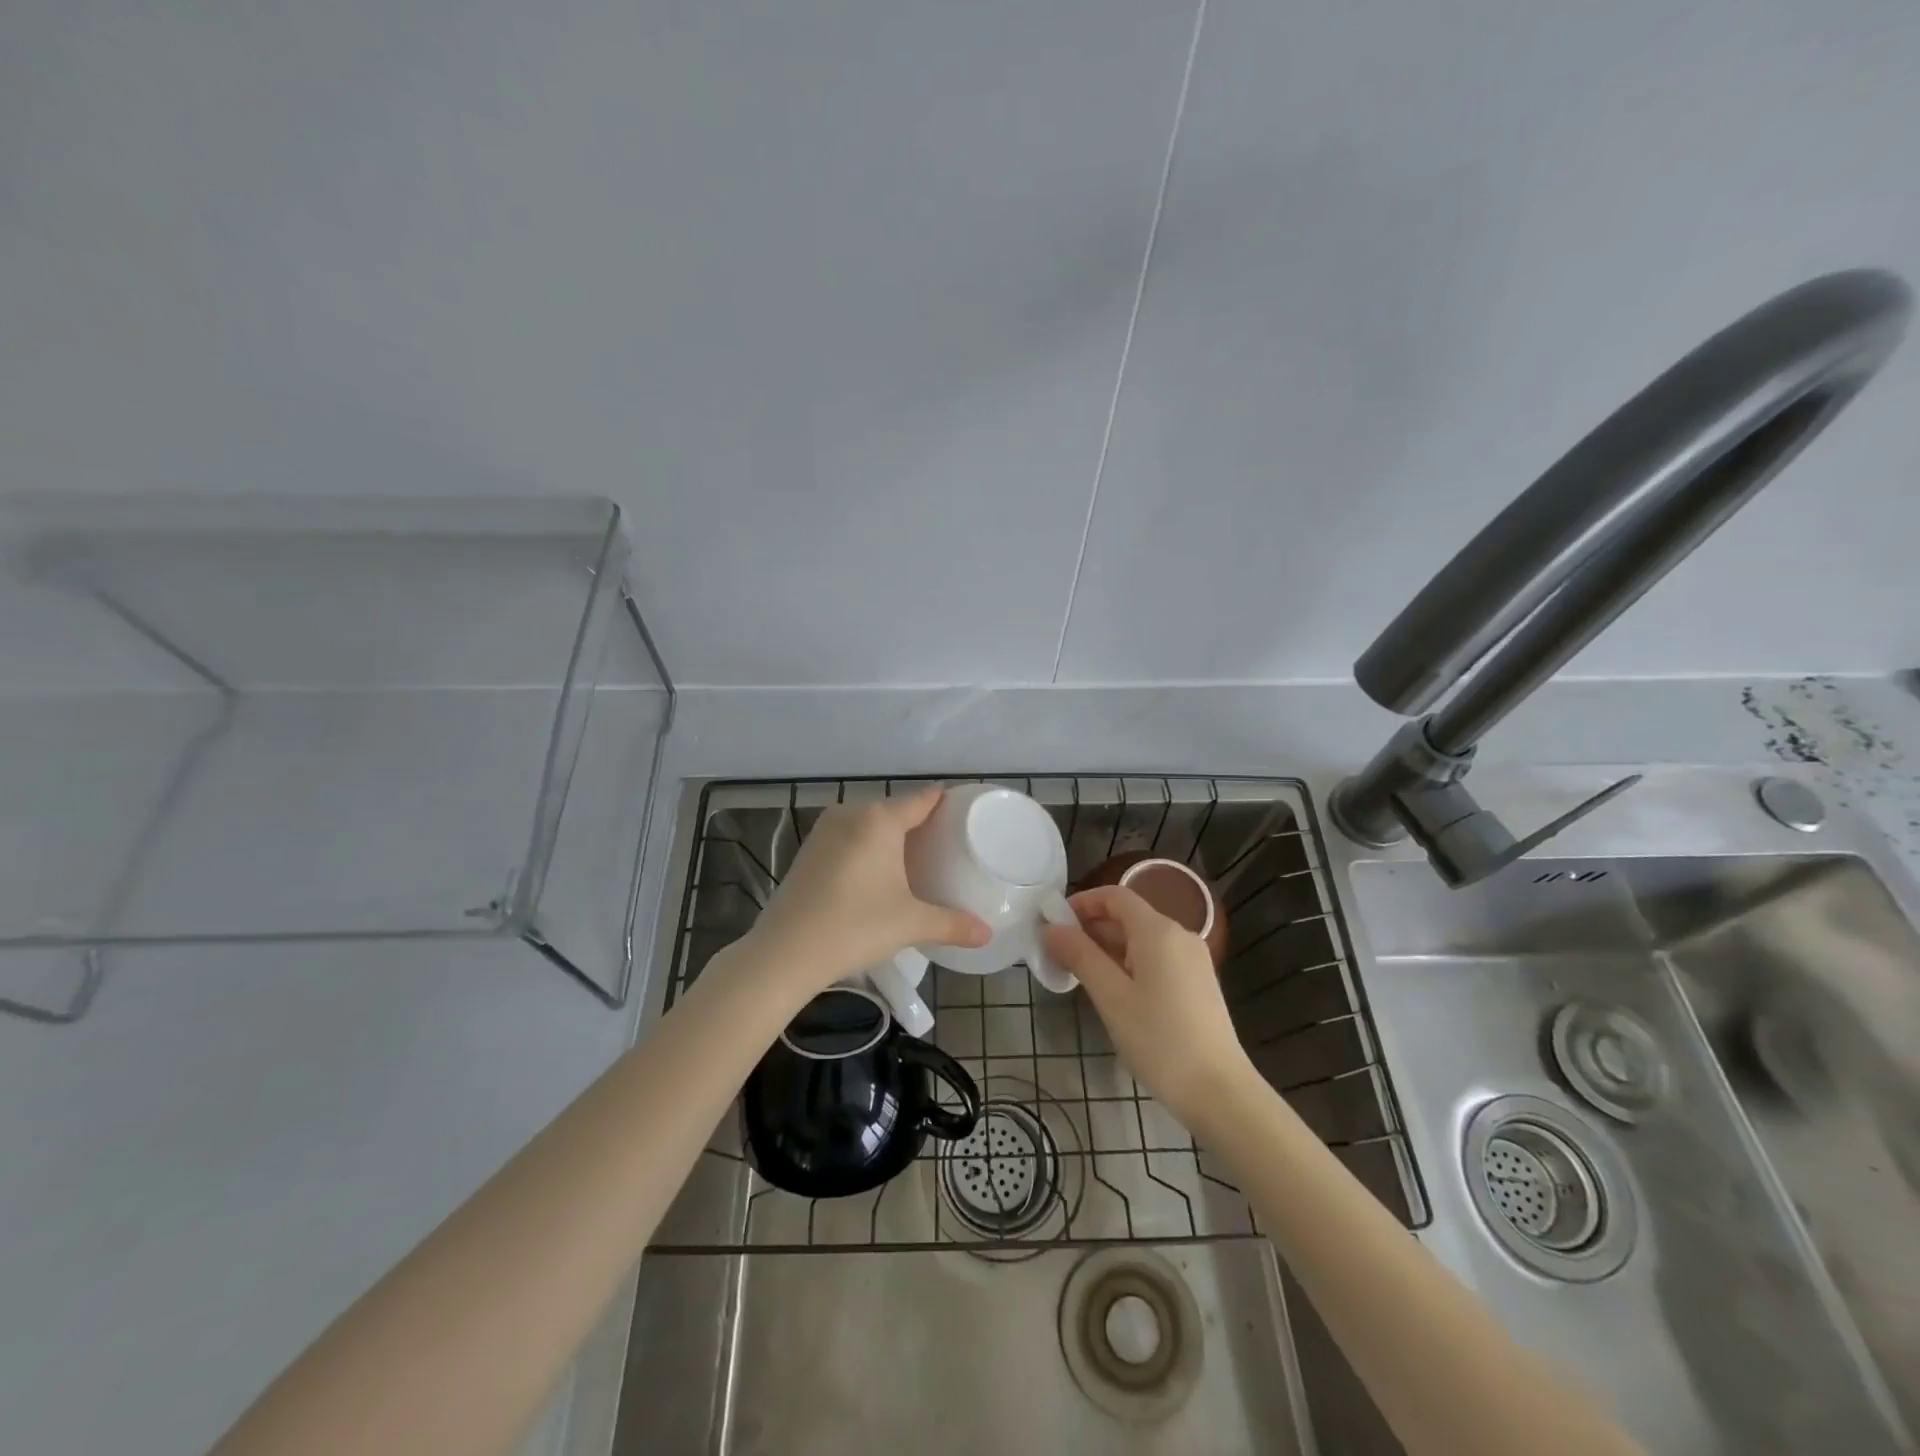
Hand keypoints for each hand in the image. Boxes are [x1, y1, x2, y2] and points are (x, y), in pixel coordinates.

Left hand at [738, 787, 990, 1003]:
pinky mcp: (808, 850)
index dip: (946, 802)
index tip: (965, 811)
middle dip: (919, 822)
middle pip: (895, 808)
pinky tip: (876, 872)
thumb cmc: (854, 927)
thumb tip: (987, 935)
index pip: (922, 798)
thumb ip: (952, 924)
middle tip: (946, 844)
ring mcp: (824, 830)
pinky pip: (849, 836)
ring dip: (890, 835)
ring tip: (915, 858)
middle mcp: (851, 813)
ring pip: (869, 822)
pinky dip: (866, 846)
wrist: (784, 953)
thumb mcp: (910, 924)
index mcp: (879, 819)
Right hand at [1040, 885, 1256, 1127]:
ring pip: (1142, 939)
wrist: (1220, 1092)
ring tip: (1079, 974)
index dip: (1082, 902)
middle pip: (1129, 916)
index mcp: (1158, 931)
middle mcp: (1179, 936)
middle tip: (1059, 953)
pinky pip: (1156, 958)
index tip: (1054, 923)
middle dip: (1091, 928)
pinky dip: (1129, 963)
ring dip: (1108, 947)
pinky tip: (1113, 990)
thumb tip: (1051, 928)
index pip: (1115, 896)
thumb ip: (1080, 956)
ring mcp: (1192, 960)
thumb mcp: (1111, 997)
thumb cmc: (1160, 1040)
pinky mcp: (1197, 983)